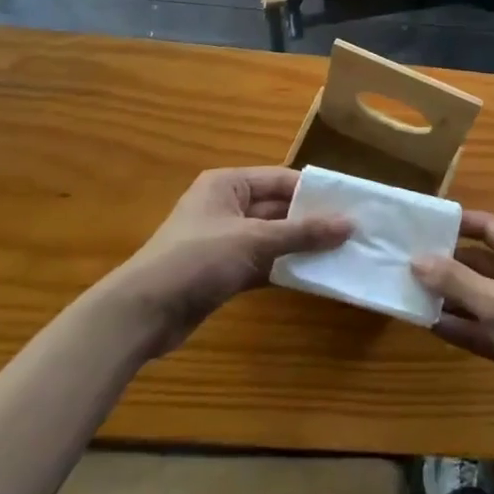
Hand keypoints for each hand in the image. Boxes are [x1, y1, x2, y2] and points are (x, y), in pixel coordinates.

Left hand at [117, 167, 350, 356]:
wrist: (142, 313)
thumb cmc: (196, 259)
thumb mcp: (253, 240)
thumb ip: (302, 232)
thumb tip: (350, 224)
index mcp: (228, 184)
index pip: (281, 180)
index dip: (315, 193)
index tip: (350, 206)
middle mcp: (227, 206)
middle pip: (278, 209)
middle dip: (311, 222)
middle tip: (352, 234)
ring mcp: (224, 240)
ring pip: (272, 238)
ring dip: (300, 247)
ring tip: (341, 255)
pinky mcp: (223, 271)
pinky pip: (262, 263)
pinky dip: (284, 269)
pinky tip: (313, 277)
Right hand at [413, 211, 493, 449]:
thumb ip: (457, 281)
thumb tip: (416, 259)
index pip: (490, 228)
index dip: (459, 223)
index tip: (424, 222)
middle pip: (479, 262)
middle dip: (446, 262)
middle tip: (406, 259)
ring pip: (476, 296)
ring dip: (447, 295)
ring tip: (408, 289)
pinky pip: (478, 326)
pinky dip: (456, 324)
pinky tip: (426, 323)